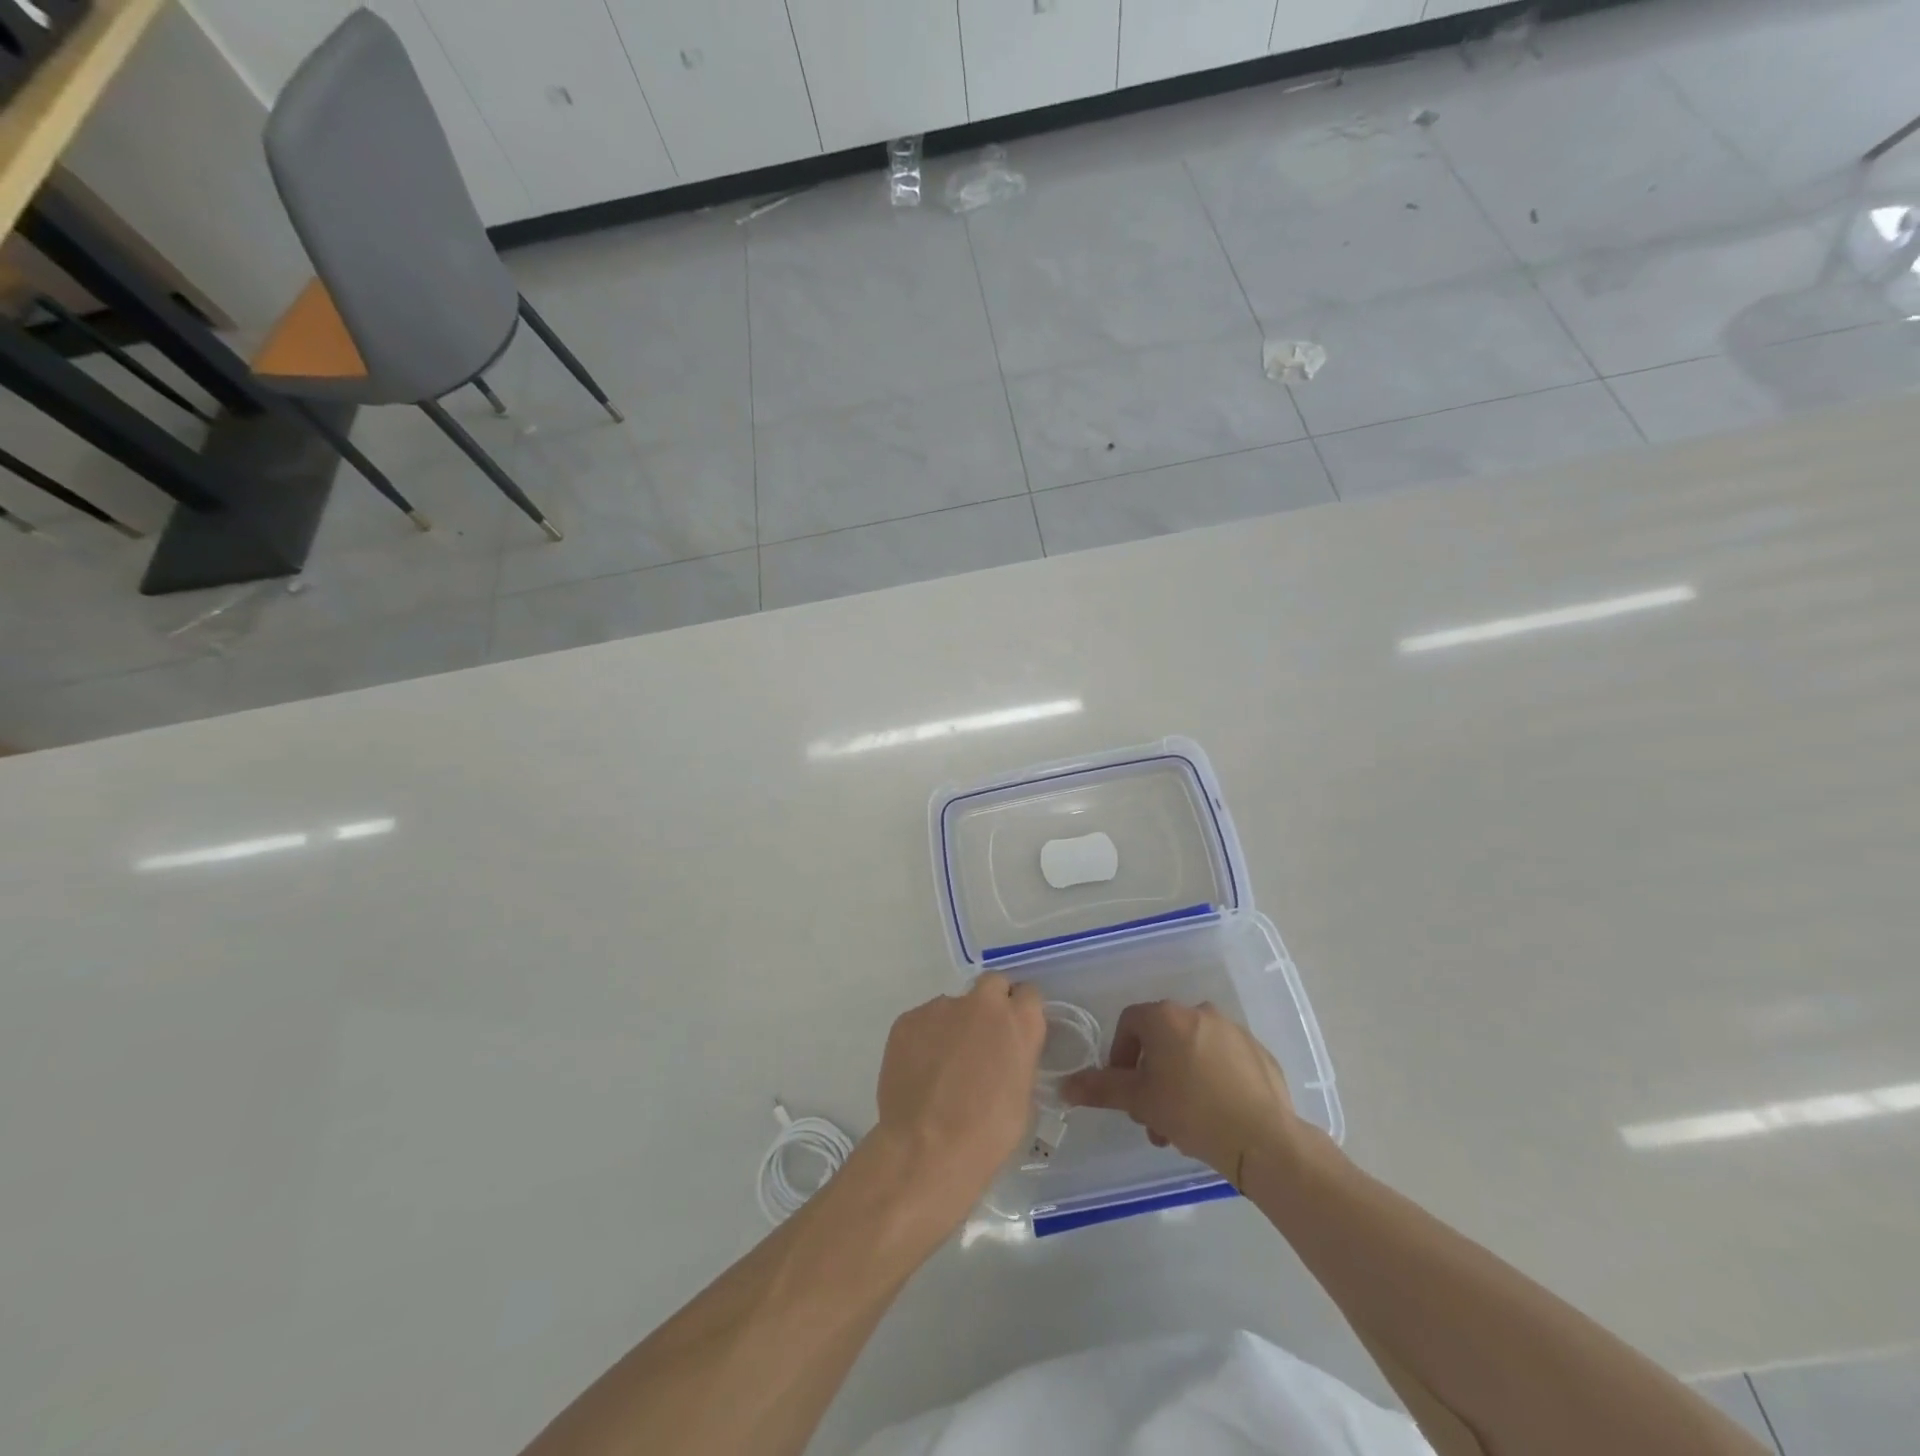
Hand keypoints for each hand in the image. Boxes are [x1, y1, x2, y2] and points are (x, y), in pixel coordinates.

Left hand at [873, 974, 1044, 1225]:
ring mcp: (941, 1007)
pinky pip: (923, 1021)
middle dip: (990, 1003)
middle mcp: (982, 1003)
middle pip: (992, 984)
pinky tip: (919, 1071)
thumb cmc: (988, 1133)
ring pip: (952, 1006)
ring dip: (953, 1025)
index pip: (1029, 994)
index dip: (1021, 1011)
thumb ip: (1016, 1059)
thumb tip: (1004, 1055)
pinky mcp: (908, 1019)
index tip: (1014, 1031)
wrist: (928, 1149)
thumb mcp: (1022, 1096)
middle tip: (982, 1038)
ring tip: (942, 1066)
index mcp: (1019, 1021)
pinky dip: (924, 1039)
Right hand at [1060, 1000, 1309, 1183]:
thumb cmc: (1191, 1111)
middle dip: (1151, 1076)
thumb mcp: (1138, 1101)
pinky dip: (1212, 1080)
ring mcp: (1233, 1030)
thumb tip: (1064, 1086)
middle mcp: (1198, 1012)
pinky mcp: (1258, 1052)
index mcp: (1166, 1017)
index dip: (1120, 1055)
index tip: (1124, 1089)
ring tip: (1182, 1125)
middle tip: (1152, 1115)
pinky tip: (1215, 1115)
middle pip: (1162, 1039)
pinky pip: (1224, 1061)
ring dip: (1180, 1081)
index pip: (1129, 1023)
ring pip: (1193, 1051)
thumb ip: (1100, 1088)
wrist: (1263, 1140)